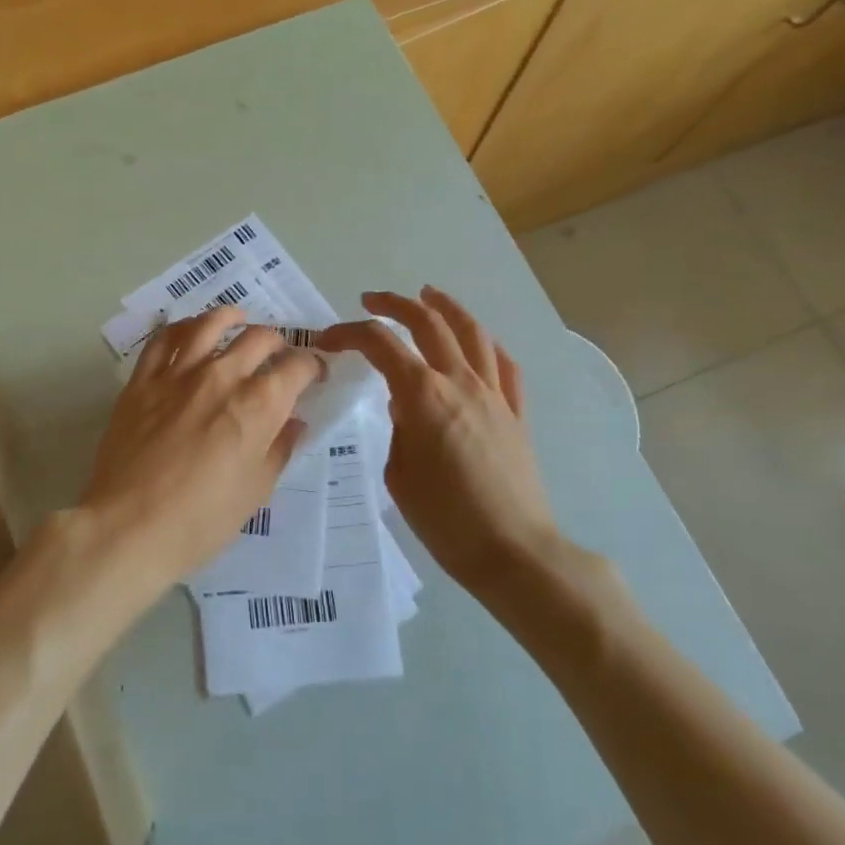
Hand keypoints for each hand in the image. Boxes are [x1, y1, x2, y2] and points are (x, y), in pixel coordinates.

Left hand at [80, 306, 322, 591]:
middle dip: (278, 343)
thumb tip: (293, 421)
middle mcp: (222, 376)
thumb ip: (278, 448)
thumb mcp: (256, 491)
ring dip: (231, 318)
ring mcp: (178, 374)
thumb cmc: (201, 520)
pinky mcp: (142, 381)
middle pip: (259, 338)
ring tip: (237, 320)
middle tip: (277, 357)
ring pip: (209, 324)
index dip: (312, 367)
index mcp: (259, 404)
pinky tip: (188, 331)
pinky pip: (162, 339)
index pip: (297, 367)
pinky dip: (181, 327)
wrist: (129, 527)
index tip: (313, 375)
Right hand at [319, 287, 562, 597]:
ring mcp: (494, 394)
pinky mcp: (516, 413)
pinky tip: (476, 341)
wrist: (512, 550)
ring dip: (446, 307)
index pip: (380, 344)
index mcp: (423, 396)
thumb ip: (398, 428)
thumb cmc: (445, 519)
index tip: (328, 339)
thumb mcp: (399, 473)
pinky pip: (503, 365)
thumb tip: (404, 403)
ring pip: (472, 333)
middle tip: (371, 301)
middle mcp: (460, 382)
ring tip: (429, 294)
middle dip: (395, 305)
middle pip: (428, 323)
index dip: (349, 333)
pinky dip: (485, 343)